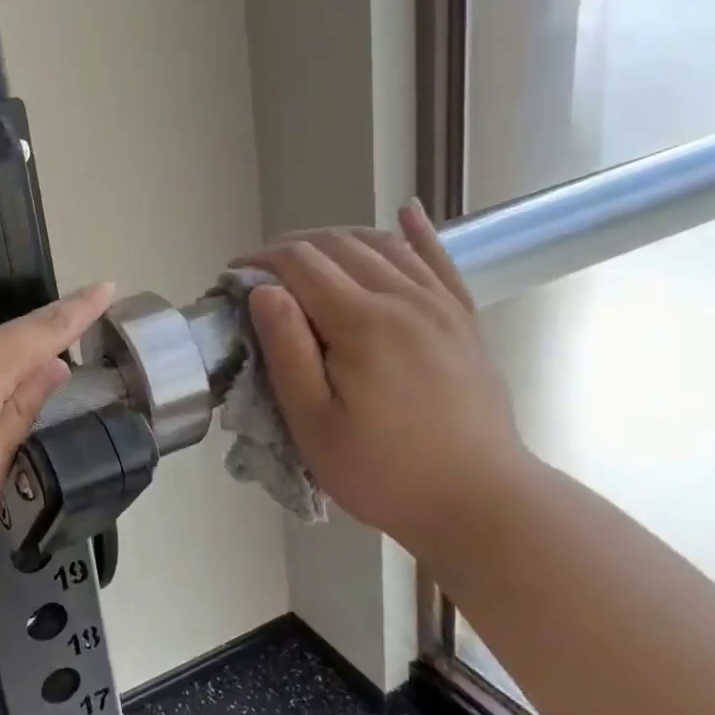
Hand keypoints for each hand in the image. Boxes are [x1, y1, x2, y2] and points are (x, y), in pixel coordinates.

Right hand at [238, 201, 529, 550]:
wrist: (481, 503)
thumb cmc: (384, 472)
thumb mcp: (315, 424)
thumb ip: (288, 351)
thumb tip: (263, 290)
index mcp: (362, 323)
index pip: (300, 263)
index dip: (260, 261)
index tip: (232, 277)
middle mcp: (404, 298)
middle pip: (338, 245)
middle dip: (291, 248)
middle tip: (260, 275)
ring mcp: (441, 306)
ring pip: (383, 245)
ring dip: (338, 240)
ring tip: (307, 256)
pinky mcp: (464, 320)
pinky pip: (439, 261)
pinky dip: (418, 233)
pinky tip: (406, 212)